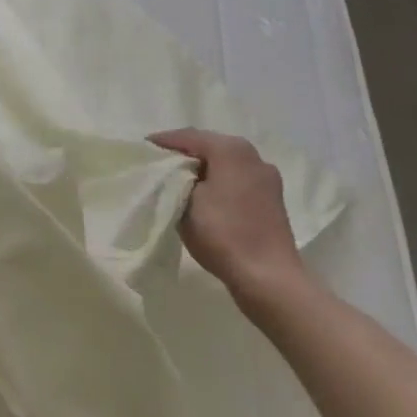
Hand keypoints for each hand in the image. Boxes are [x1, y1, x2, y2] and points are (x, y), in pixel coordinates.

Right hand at [151, 129, 307, 304]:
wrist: (270, 280)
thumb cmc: (223, 234)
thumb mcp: (185, 203)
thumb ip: (174, 180)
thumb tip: (173, 174)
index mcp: (231, 149)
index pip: (188, 137)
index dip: (163, 142)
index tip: (143, 148)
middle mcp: (252, 155)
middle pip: (209, 147)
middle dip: (184, 154)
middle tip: (158, 162)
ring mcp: (266, 177)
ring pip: (225, 164)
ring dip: (203, 169)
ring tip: (179, 179)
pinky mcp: (272, 199)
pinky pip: (237, 180)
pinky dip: (219, 182)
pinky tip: (206, 196)